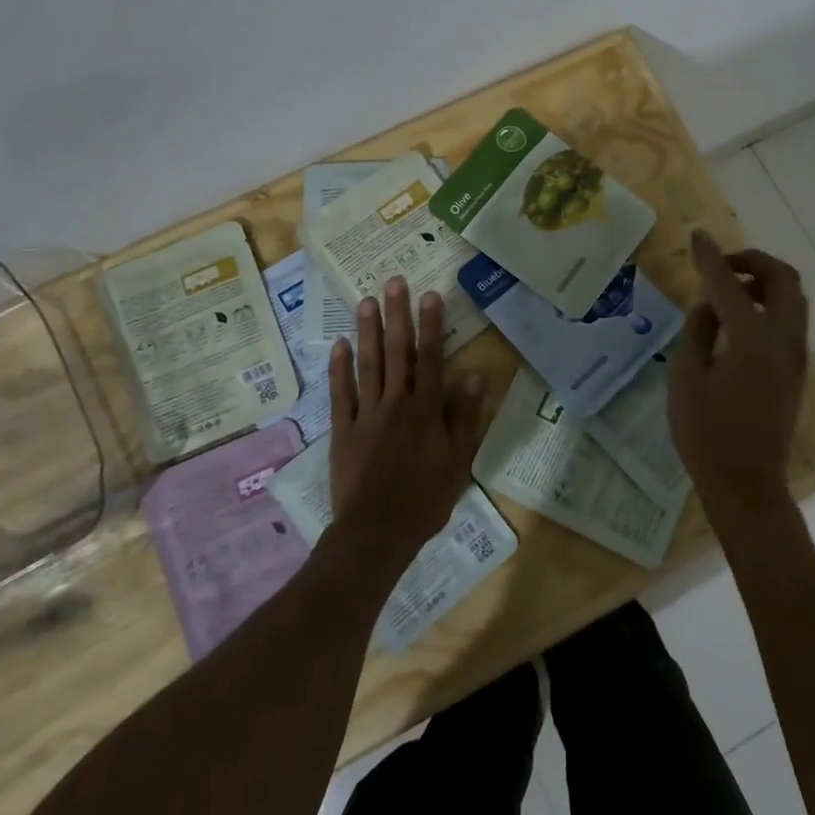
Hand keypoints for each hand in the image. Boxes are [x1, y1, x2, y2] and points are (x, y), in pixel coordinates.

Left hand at [326, 277, 487, 557]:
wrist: (376, 532)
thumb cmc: (424, 500)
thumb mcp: (457, 462)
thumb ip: (464, 417)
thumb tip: (475, 376)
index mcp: (426, 410)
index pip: (432, 358)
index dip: (432, 325)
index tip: (430, 295)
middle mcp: (396, 402)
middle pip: (398, 352)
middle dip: (397, 315)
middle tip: (394, 282)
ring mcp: (366, 414)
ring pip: (368, 364)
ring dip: (368, 331)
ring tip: (366, 301)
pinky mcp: (343, 429)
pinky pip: (340, 393)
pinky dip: (339, 368)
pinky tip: (339, 344)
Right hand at [669, 230, 809, 534]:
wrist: (747, 486)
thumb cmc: (707, 435)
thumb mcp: (686, 379)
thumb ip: (697, 332)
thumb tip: (708, 304)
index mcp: (752, 340)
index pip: (730, 285)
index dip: (711, 258)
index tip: (697, 237)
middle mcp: (783, 341)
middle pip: (784, 280)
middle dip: (754, 262)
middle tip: (722, 267)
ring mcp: (796, 357)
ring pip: (793, 300)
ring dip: (764, 283)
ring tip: (727, 292)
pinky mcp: (797, 373)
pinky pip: (790, 321)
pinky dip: (769, 305)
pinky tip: (737, 322)